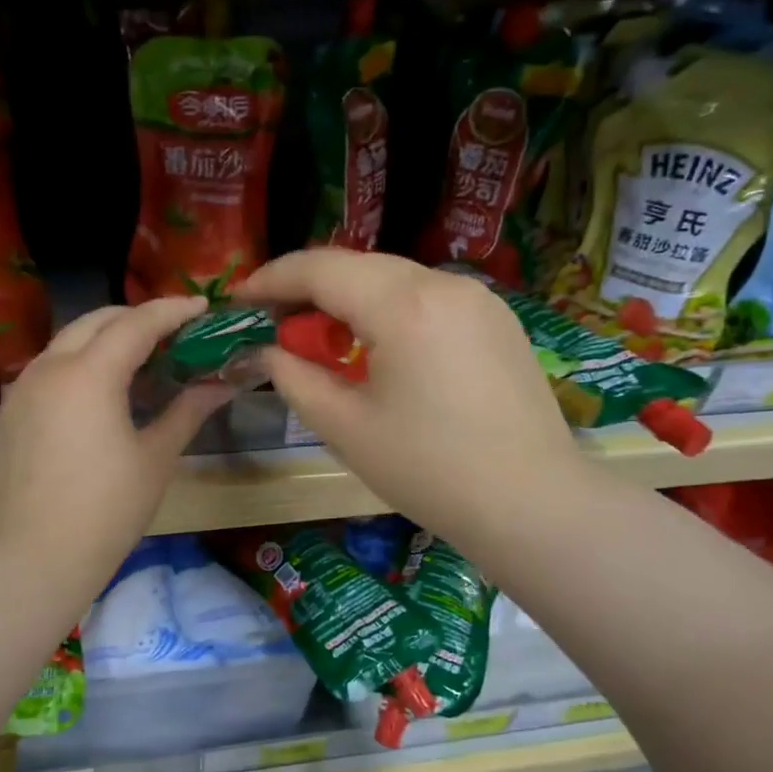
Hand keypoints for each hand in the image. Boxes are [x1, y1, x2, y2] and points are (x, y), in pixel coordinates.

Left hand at [0, 297, 231, 618]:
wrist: (28, 561)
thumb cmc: (104, 511)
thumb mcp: (155, 458)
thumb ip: (188, 410)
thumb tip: (222, 383)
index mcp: (89, 373)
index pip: (137, 322)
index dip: (174, 310)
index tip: (204, 307)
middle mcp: (50, 367)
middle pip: (96, 320)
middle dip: (137, 317)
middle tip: (174, 333)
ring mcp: (22, 390)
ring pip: (68, 342)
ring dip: (106, 339)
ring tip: (142, 361)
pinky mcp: (10, 414)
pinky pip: (50, 369)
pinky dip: (81, 364)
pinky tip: (102, 395)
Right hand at [241, 250, 580, 548]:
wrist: (531, 504)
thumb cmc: (429, 471)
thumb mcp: (346, 428)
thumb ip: (295, 378)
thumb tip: (268, 352)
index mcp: (404, 305)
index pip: (321, 268)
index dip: (273, 278)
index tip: (240, 296)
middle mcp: (445, 285)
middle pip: (360, 267)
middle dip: (311, 289)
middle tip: (278, 325)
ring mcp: (480, 299)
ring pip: (397, 281)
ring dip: (353, 302)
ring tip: (328, 343)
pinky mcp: (499, 321)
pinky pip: (430, 300)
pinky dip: (393, 313)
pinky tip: (383, 352)